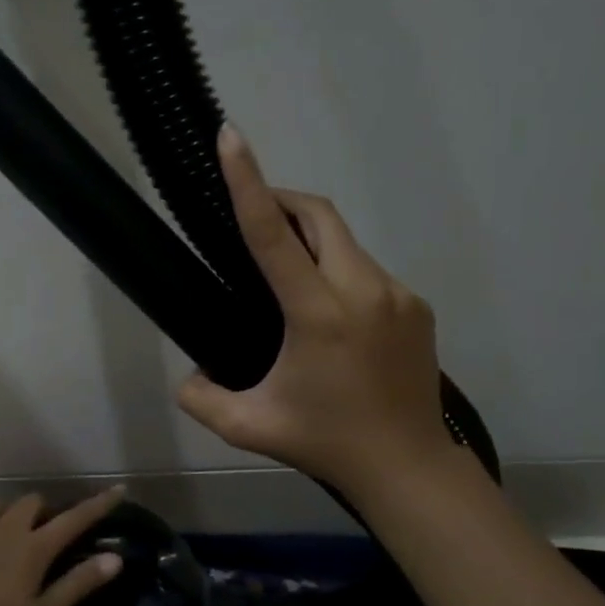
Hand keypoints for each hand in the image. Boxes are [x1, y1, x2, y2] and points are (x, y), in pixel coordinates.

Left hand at [0, 488, 127, 605]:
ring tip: (8, 537)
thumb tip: (116, 558)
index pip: (75, 518)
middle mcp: (5, 528)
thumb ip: (78, 584)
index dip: (99, 504)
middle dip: (45, 512)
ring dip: (10, 515)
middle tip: (45, 535)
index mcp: (34, 548)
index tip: (118, 489)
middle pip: (32, 502)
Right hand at [177, 126, 461, 497]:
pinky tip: (326, 311)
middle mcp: (363, 291)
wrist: (408, 467)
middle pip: (319, 215)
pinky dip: (337, 269)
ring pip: (344, 242)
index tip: (231, 138)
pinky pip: (366, 270)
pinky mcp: (416, 306)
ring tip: (285, 274)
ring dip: (310, 239)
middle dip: (281, 199)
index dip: (248, 182)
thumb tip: (188, 376)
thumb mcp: (248, 427)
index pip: (274, 235)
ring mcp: (397, 296)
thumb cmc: (325, 443)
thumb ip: (202, 399)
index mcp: (319, 315)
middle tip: (251, 213)